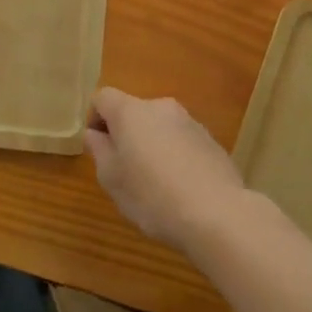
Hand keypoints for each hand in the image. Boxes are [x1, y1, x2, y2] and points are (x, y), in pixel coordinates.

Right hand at [85, 88, 247, 251]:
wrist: (217, 214)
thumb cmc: (152, 196)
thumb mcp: (111, 179)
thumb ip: (99, 150)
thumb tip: (95, 134)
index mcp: (130, 111)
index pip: (103, 98)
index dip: (95, 119)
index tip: (98, 148)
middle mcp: (160, 107)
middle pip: (133, 112)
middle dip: (125, 135)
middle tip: (124, 170)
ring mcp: (190, 122)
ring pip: (159, 127)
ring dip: (151, 145)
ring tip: (154, 183)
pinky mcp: (211, 141)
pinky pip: (182, 142)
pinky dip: (175, 156)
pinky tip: (180, 188)